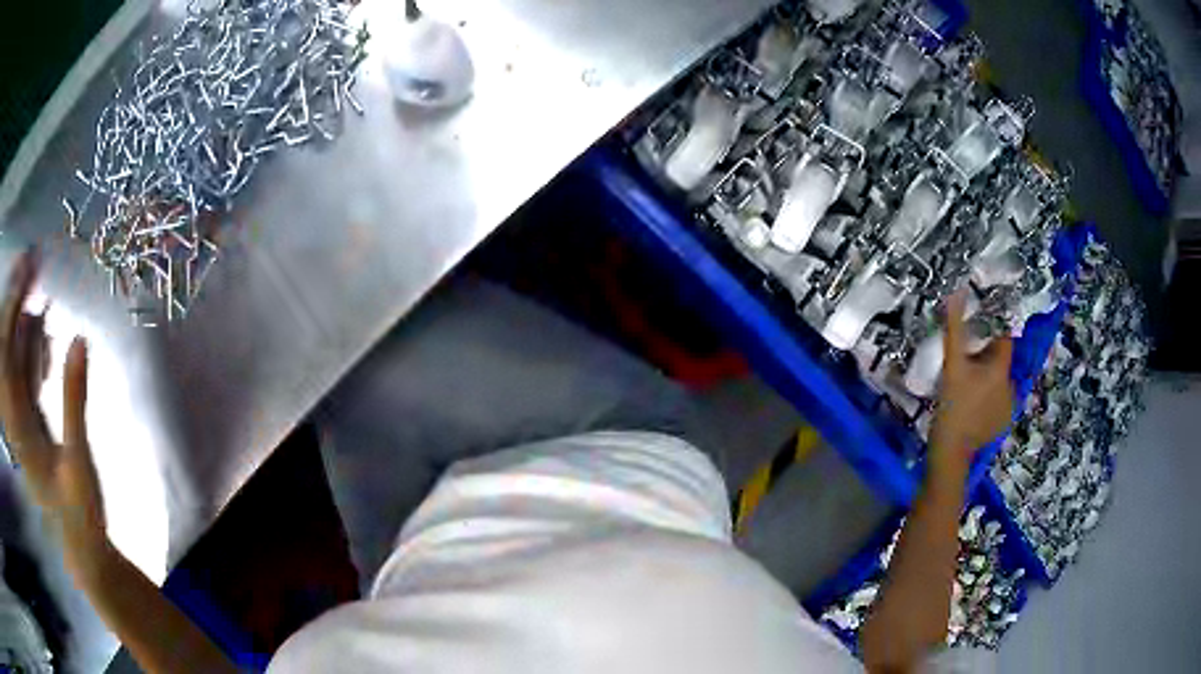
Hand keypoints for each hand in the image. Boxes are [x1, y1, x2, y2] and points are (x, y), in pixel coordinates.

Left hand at [0, 251, 105, 574]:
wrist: (81, 552)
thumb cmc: (80, 517)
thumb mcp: (79, 465)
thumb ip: (74, 401)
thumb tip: (80, 338)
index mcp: (18, 428)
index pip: (6, 354)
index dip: (12, 306)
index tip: (27, 266)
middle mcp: (13, 416)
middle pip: (6, 345)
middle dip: (15, 299)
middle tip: (32, 259)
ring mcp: (20, 416)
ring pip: (14, 355)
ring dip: (23, 316)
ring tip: (38, 281)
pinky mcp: (29, 419)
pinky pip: (23, 371)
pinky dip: (30, 343)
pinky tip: (41, 323)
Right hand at [931, 289, 1013, 471]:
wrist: (951, 451)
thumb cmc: (952, 405)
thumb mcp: (952, 365)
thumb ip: (954, 328)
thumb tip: (956, 292)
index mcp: (1002, 368)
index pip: (1004, 338)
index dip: (991, 330)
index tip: (977, 329)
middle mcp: (1011, 385)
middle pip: (1000, 361)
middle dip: (985, 357)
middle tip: (965, 362)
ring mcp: (1009, 407)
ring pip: (998, 381)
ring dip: (987, 378)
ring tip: (967, 385)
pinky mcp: (1002, 423)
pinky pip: (997, 401)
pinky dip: (988, 398)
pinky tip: (973, 405)